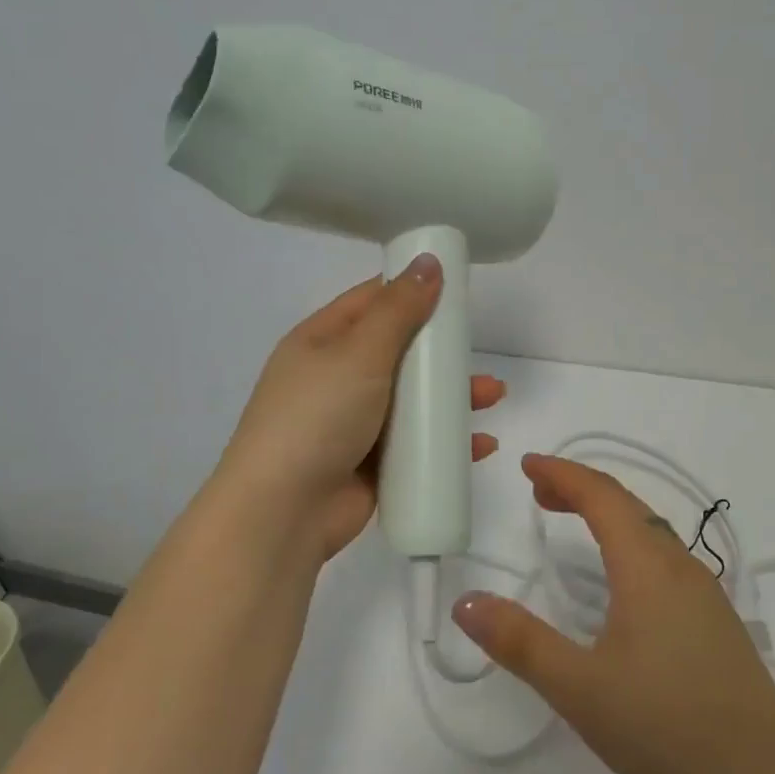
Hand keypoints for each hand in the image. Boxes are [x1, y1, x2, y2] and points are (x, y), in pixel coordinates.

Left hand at [216, 254, 505, 561]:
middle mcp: (336, 377)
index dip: (410, 291)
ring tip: (491, 397)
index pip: (371, 302)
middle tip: (476, 351)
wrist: (283, 512)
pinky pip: (416, 444)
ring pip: (412, 400)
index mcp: (322, 341)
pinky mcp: (371, 464)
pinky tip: (479, 444)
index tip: (454, 289)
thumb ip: (399, 309)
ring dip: (451, 397)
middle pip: (399, 352)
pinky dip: (446, 441)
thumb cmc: (317, 417)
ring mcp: (353, 423)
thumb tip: (429, 261)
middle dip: (441, 352)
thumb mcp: (359, 352)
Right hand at [453, 455, 774, 773]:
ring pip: (651, 531)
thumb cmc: (666, 726)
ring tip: (573, 525)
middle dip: (581, 490)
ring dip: (608, 516)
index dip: (563, 474)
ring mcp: (705, 594)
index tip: (528, 465)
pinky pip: (666, 558)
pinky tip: (623, 581)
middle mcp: (680, 566)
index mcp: (647, 566)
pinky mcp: (717, 622)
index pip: (601, 496)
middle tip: (540, 493)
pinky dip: (631, 543)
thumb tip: (466, 603)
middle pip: (628, 506)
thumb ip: (521, 643)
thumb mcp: (580, 688)